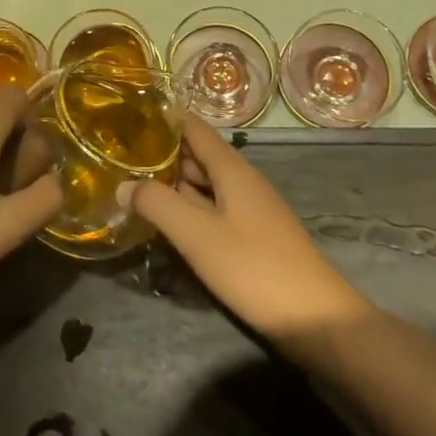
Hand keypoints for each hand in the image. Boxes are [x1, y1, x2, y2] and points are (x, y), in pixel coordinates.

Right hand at [125, 113, 369, 343]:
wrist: (316, 319)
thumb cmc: (254, 267)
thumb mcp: (198, 235)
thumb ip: (158, 205)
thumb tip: (123, 184)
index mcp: (231, 168)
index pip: (193, 127)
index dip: (163, 119)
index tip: (128, 116)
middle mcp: (241, 180)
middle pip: (197, 156)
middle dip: (161, 154)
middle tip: (119, 157)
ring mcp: (249, 209)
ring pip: (204, 185)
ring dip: (173, 184)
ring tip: (133, 186)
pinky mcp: (252, 236)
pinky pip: (213, 209)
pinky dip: (188, 209)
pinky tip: (167, 223)